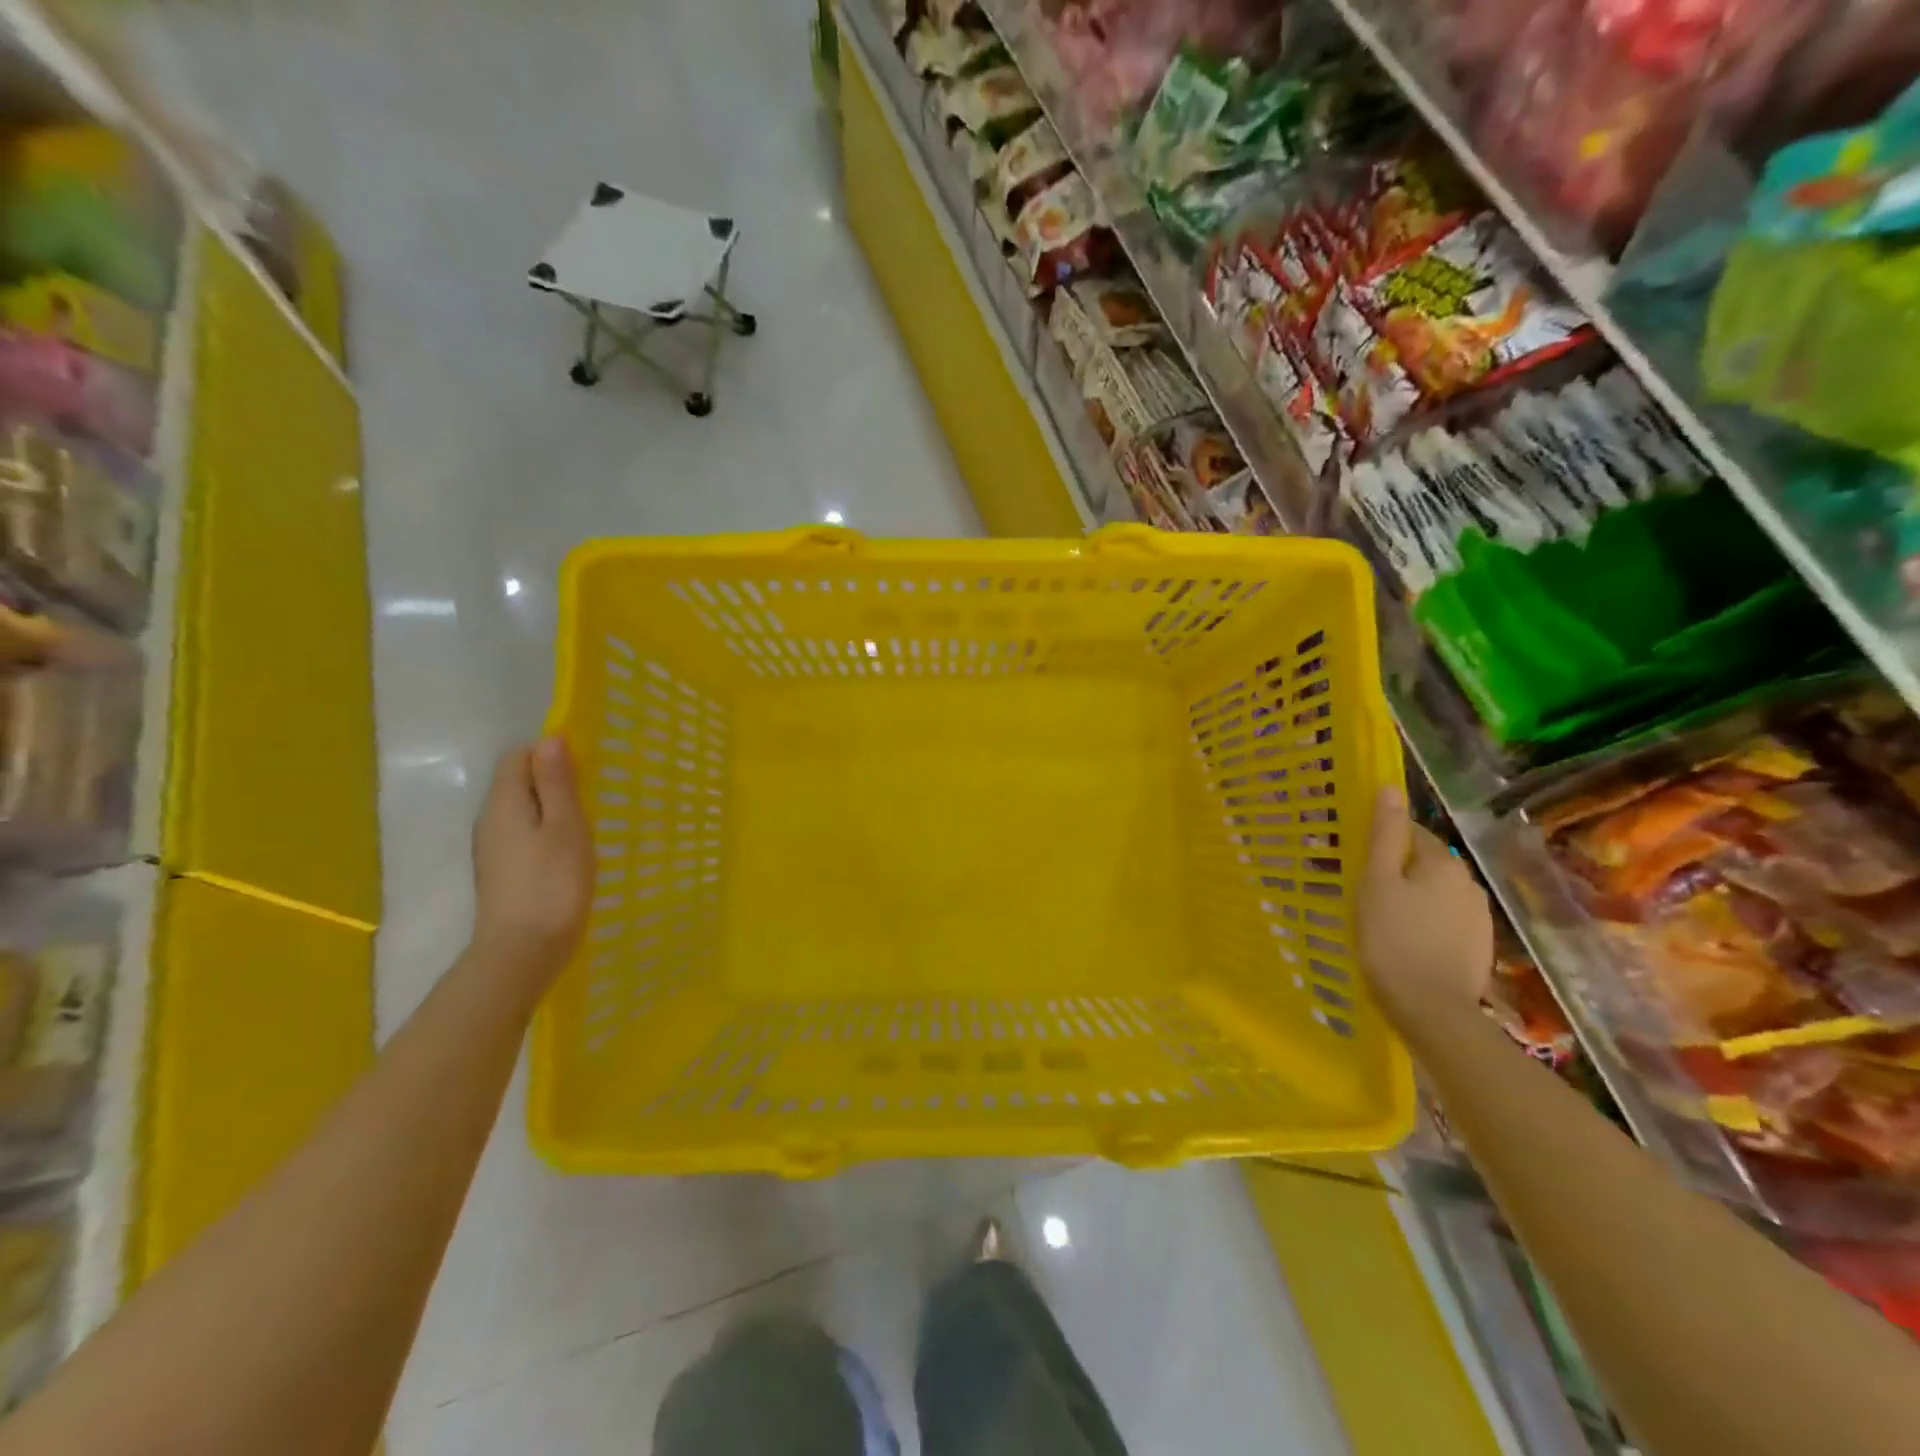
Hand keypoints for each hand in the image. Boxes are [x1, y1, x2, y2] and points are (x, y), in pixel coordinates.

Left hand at [470, 737, 592, 985]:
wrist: (522, 953)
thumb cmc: (552, 884)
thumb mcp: (565, 826)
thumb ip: (556, 783)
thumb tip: (549, 739)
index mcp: (504, 804)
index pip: (518, 756)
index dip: (549, 753)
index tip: (585, 769)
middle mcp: (490, 821)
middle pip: (517, 782)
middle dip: (554, 781)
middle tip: (593, 798)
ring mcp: (493, 850)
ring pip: (522, 811)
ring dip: (552, 809)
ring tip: (587, 827)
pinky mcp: (502, 873)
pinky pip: (523, 836)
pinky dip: (546, 834)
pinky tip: (570, 855)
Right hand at [1357, 786, 1493, 1033]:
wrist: (1431, 1010)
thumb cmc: (1392, 939)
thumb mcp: (1377, 882)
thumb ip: (1383, 835)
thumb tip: (1389, 788)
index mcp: (1444, 862)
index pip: (1411, 833)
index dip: (1382, 841)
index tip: (1356, 858)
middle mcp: (1469, 883)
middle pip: (1425, 862)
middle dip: (1397, 869)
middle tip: (1363, 889)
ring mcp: (1478, 917)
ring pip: (1435, 893)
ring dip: (1412, 897)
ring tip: (1381, 917)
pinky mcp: (1477, 946)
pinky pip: (1444, 920)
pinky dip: (1425, 922)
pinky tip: (1405, 940)